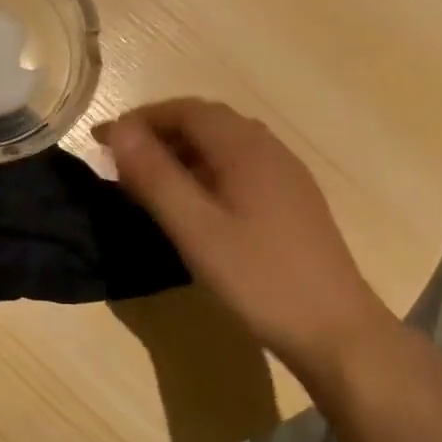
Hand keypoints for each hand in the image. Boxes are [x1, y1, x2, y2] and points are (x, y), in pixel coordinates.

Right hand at [97, 98, 394, 380]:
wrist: (338, 331)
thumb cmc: (260, 278)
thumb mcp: (196, 229)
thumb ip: (155, 176)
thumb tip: (118, 130)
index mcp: (245, 147)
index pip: (185, 110)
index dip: (140, 119)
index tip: (103, 142)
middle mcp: (268, 148)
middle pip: (205, 121)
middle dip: (159, 132)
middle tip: (122, 161)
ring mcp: (285, 174)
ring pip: (224, 144)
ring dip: (182, 151)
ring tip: (150, 181)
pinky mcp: (292, 200)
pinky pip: (240, 165)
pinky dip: (206, 169)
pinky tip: (195, 203)